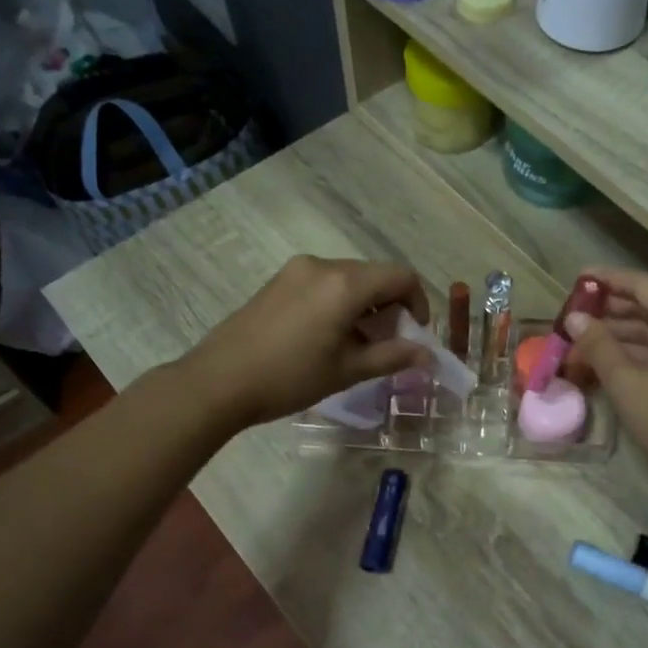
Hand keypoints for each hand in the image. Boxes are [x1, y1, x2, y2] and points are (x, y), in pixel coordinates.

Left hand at [177, 256, 430, 429]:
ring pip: (349, 279)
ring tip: (357, 344)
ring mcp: (297, 270)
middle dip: (391, 306)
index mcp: (345, 284)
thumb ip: (392, 357)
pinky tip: (328, 335)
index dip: (418, 303)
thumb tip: (428, 355)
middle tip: (388, 344)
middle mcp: (323, 265)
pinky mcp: (279, 280)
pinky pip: (324, 283)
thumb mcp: (347, 370)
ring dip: (365, 305)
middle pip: (375, 275)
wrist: (219, 381)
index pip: (401, 277)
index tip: (414, 334)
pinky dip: (340, 302)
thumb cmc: (290, 378)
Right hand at [563, 268, 647, 493]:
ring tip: (583, 336)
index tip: (579, 277)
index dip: (609, 280)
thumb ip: (599, 346)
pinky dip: (637, 352)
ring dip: (621, 333)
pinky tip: (607, 358)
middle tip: (575, 310)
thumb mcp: (628, 383)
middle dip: (613, 309)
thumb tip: (574, 319)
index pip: (645, 286)